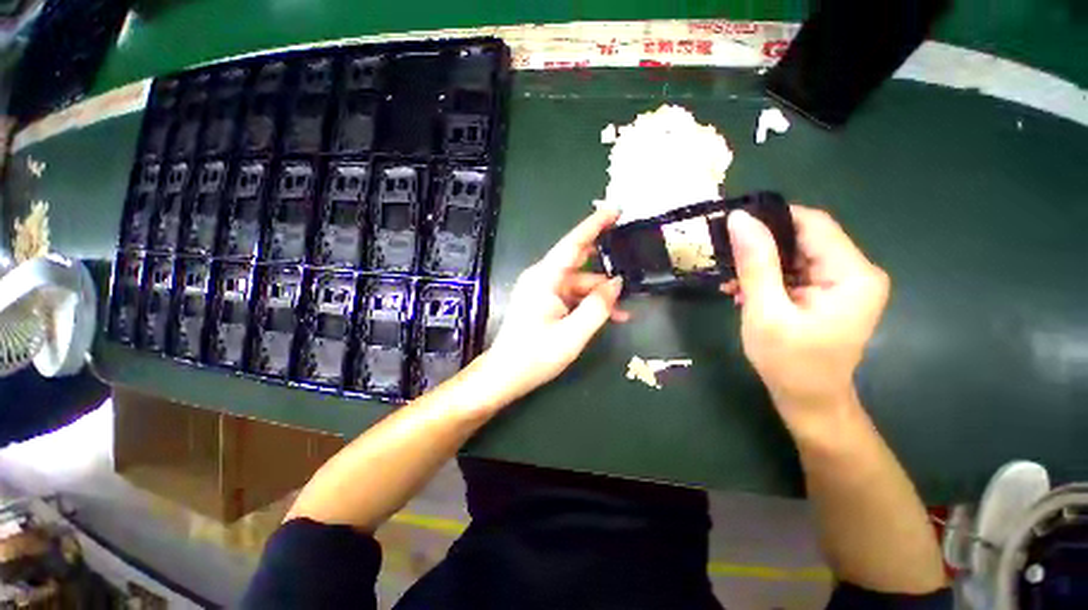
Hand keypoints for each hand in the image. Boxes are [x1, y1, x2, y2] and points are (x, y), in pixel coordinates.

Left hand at [480, 208, 629, 404]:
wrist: (505, 375)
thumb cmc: (535, 356)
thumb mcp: (573, 334)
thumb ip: (598, 306)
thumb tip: (617, 283)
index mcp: (545, 278)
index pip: (573, 243)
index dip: (595, 224)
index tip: (615, 209)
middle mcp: (542, 278)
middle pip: (579, 264)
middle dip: (605, 265)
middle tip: (632, 258)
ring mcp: (542, 290)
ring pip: (578, 284)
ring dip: (600, 295)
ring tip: (625, 309)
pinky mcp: (544, 302)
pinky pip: (571, 296)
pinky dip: (588, 304)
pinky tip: (609, 316)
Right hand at [723, 205, 889, 431]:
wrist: (808, 401)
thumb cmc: (789, 362)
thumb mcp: (766, 311)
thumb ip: (755, 264)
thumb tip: (740, 220)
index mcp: (851, 274)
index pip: (813, 224)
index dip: (771, 219)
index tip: (731, 225)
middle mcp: (855, 272)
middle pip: (804, 239)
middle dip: (761, 248)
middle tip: (725, 257)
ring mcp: (843, 284)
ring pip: (795, 255)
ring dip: (760, 266)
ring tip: (731, 282)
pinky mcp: (828, 294)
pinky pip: (795, 273)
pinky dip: (768, 279)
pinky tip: (743, 292)